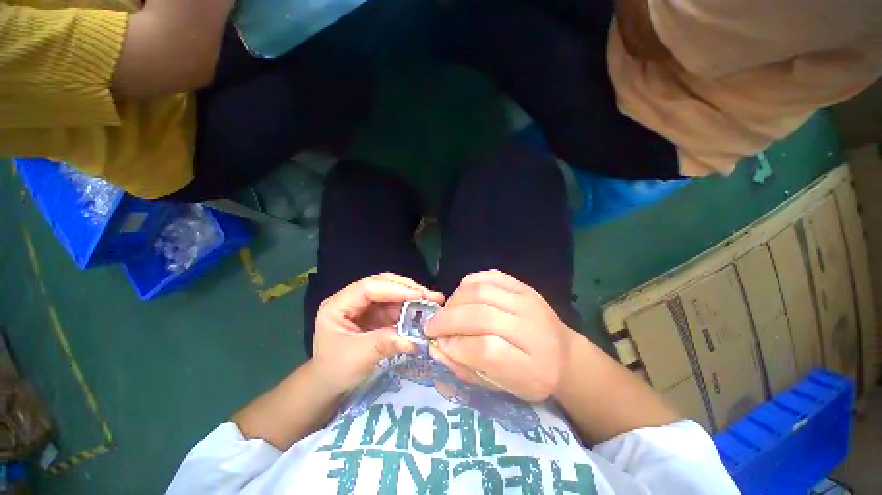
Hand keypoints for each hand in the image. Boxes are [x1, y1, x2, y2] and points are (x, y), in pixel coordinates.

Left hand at [312, 273, 443, 392]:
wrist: (330, 382)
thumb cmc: (336, 370)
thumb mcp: (358, 358)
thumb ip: (385, 343)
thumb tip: (415, 340)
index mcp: (338, 305)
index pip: (369, 288)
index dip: (395, 289)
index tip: (419, 296)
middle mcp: (352, 298)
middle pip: (382, 283)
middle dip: (408, 288)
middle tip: (432, 296)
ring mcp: (364, 304)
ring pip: (392, 291)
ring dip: (412, 296)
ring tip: (433, 301)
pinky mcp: (374, 312)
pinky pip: (395, 304)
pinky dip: (409, 307)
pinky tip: (422, 311)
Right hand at [425, 270, 571, 401]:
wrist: (563, 355)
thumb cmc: (529, 377)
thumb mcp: (500, 387)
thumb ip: (466, 368)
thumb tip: (437, 346)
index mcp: (533, 368)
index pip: (486, 350)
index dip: (456, 345)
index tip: (439, 344)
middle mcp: (533, 330)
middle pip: (481, 316)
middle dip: (447, 320)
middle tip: (431, 326)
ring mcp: (529, 302)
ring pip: (481, 292)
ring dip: (454, 301)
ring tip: (446, 312)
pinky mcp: (523, 286)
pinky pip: (488, 277)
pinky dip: (468, 285)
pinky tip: (462, 297)